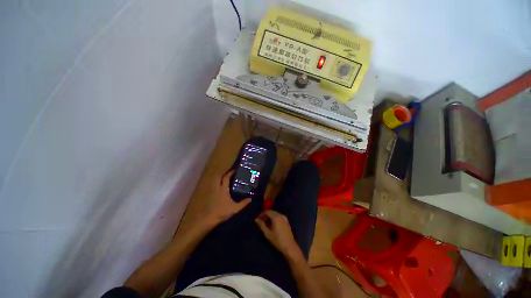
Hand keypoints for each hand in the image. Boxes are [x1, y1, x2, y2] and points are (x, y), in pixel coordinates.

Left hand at [205, 170, 250, 224]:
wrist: (209, 219)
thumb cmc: (222, 211)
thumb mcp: (235, 208)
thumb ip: (243, 203)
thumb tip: (250, 199)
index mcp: (223, 189)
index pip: (226, 178)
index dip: (230, 173)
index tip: (234, 170)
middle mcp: (218, 188)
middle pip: (219, 178)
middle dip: (224, 175)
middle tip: (230, 174)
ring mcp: (213, 192)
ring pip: (216, 183)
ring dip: (220, 180)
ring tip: (226, 180)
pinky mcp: (211, 197)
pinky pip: (215, 188)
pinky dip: (219, 186)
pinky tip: (222, 189)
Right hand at [255, 210, 302, 259]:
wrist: (290, 246)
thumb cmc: (278, 240)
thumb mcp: (268, 233)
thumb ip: (262, 225)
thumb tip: (256, 219)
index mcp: (276, 217)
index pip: (267, 211)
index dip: (262, 214)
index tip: (258, 219)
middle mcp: (281, 215)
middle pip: (271, 212)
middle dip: (266, 215)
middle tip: (261, 221)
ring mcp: (284, 218)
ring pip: (275, 214)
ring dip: (270, 217)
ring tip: (265, 224)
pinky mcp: (286, 221)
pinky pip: (278, 216)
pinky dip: (274, 218)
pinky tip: (272, 225)